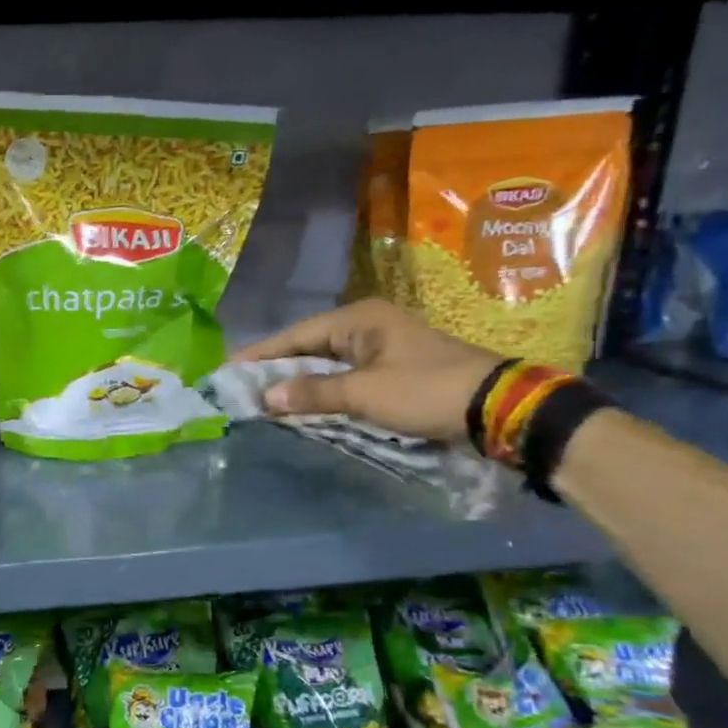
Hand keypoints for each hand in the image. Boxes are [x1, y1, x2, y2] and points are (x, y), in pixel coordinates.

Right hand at [236, 299, 500, 443]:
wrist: (500, 408)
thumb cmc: (426, 391)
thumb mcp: (365, 394)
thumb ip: (312, 394)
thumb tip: (264, 398)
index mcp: (358, 318)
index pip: (295, 335)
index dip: (260, 354)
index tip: (227, 369)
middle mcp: (366, 325)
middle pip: (308, 346)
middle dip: (275, 368)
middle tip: (240, 387)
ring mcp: (381, 347)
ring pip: (325, 363)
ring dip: (298, 382)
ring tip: (262, 398)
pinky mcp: (392, 369)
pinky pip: (344, 376)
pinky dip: (322, 390)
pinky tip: (302, 404)